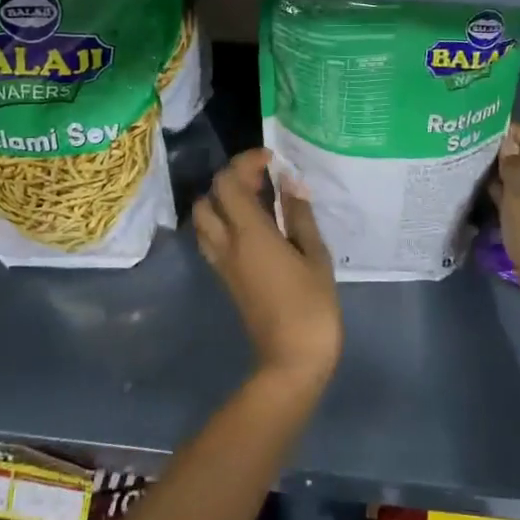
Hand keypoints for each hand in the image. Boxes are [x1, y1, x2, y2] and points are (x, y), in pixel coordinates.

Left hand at [194, 149, 341, 386]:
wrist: (292, 360)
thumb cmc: (312, 305)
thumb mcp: (315, 255)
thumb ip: (299, 215)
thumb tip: (290, 182)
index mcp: (250, 233)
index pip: (229, 183)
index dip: (245, 162)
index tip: (270, 159)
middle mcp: (227, 243)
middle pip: (209, 198)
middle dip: (230, 179)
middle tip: (262, 179)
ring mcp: (223, 263)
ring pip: (204, 219)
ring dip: (222, 201)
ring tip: (256, 201)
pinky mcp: (225, 278)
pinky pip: (211, 239)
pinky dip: (223, 221)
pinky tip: (254, 227)